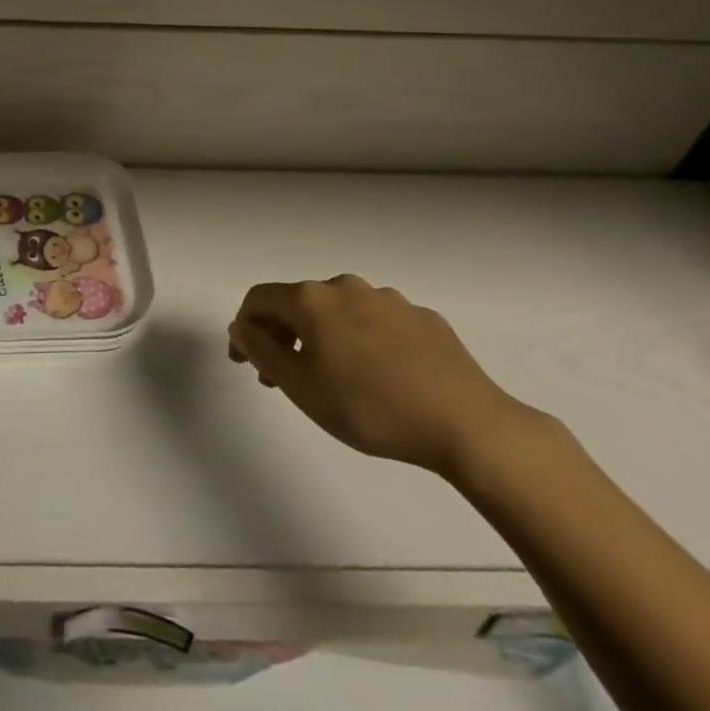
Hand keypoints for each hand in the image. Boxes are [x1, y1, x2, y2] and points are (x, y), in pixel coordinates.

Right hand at [227, 276, 540, 479]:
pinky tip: (378, 376)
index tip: (245, 364)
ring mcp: (387, 298)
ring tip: (332, 379)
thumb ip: (262, 351)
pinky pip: (376, 323)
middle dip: (283, 335)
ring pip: (339, 312)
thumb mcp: (302, 388)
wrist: (468, 423)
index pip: (259, 299)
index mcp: (312, 299)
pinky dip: (362, 341)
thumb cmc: (372, 408)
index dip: (244, 328)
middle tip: (282, 378)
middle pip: (299, 302)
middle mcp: (345, 286)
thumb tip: (241, 326)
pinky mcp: (422, 317)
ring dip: (323, 337)